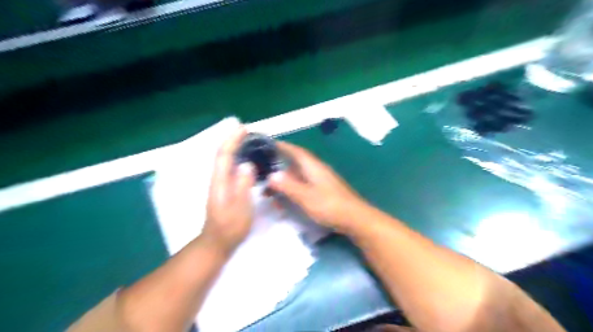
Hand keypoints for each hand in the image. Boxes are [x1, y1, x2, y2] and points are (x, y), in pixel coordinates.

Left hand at [201, 127, 254, 254]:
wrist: (217, 242)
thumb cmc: (230, 227)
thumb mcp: (240, 208)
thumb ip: (243, 186)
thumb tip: (247, 164)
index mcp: (220, 182)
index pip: (224, 155)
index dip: (232, 140)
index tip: (243, 128)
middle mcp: (218, 179)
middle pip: (223, 154)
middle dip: (232, 140)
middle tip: (248, 132)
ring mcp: (220, 184)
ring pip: (225, 160)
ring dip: (234, 147)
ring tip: (248, 141)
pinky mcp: (224, 189)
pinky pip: (230, 168)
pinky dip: (236, 158)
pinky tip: (246, 159)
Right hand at [270, 141, 368, 231]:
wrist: (355, 219)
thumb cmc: (330, 206)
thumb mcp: (306, 196)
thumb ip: (288, 185)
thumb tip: (271, 175)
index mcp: (313, 167)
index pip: (296, 151)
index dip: (283, 146)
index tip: (269, 144)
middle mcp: (318, 170)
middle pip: (296, 164)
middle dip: (280, 167)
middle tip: (264, 174)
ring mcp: (322, 181)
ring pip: (299, 176)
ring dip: (286, 181)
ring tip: (272, 191)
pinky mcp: (324, 191)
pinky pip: (304, 185)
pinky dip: (294, 189)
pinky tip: (288, 199)